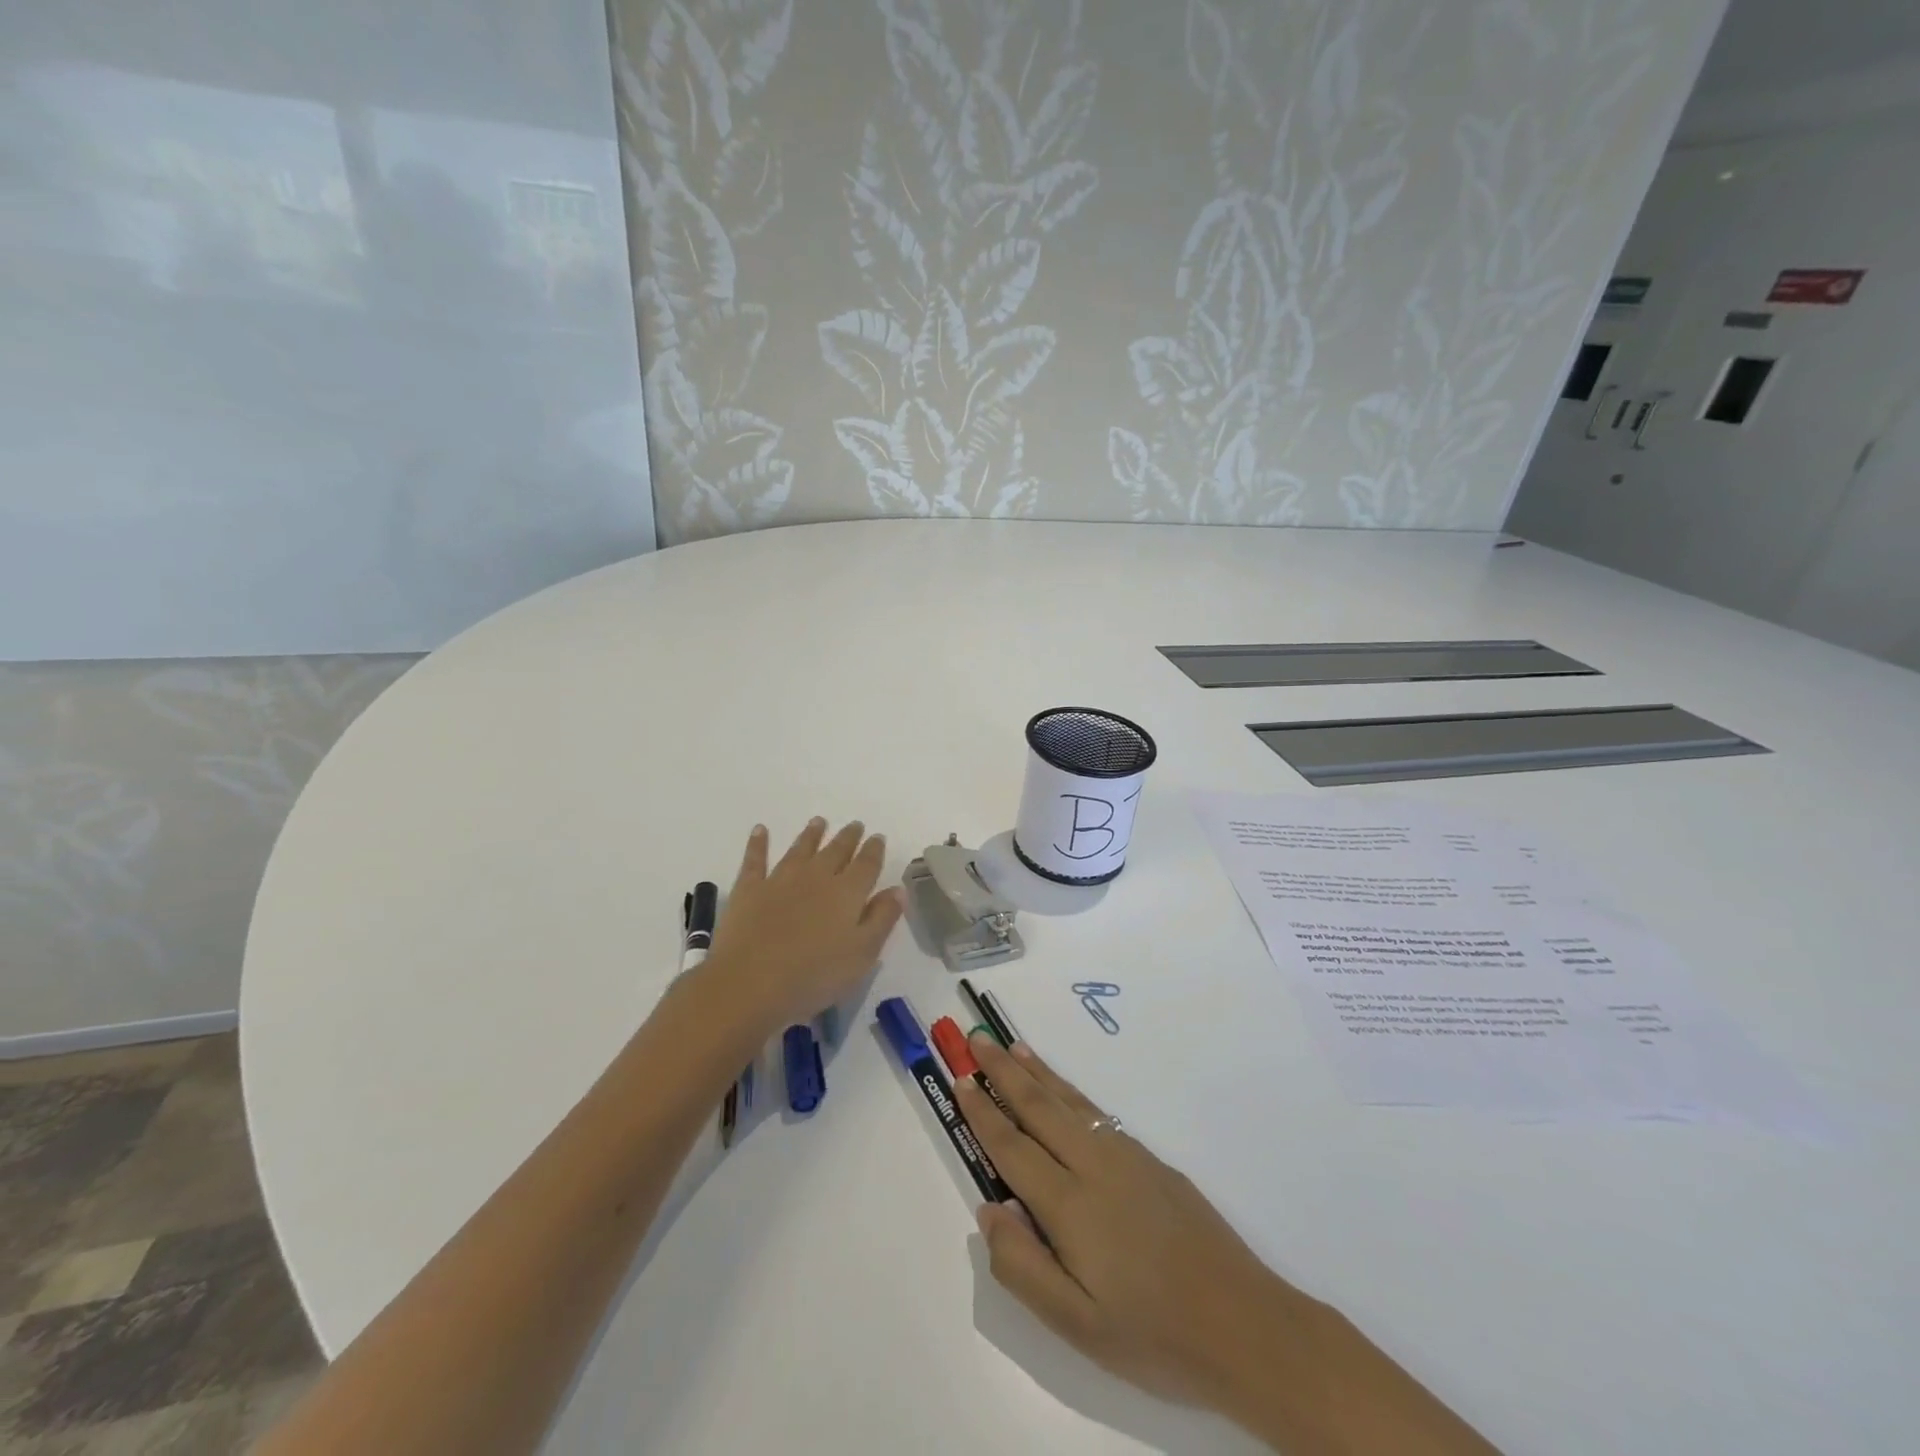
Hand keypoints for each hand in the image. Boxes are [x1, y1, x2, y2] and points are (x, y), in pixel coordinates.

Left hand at [704, 818, 903, 1031]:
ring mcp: (780, 879)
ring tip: (819, 821)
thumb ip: (882, 919)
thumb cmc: (814, 976)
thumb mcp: (862, 955)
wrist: (749, 983)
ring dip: (811, 834)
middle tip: (855, 825)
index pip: (866, 864)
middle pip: (836, 850)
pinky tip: (760, 830)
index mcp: (847, 892)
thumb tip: (897, 889)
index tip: (878, 837)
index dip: (874, 849)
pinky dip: (758, 843)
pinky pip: (755, 859)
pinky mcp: (749, 889)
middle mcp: (816, 877)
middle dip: (848, 837)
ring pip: (800, 849)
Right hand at [957, 1035, 1303, 1409]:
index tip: (961, 1080)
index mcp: (1069, 1204)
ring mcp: (1126, 1156)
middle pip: (1038, 1106)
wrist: (1244, 1324)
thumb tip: (988, 1209)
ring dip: (1036, 1071)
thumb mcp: (1077, 1325)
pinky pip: (1095, 1111)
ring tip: (1012, 1047)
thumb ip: (1022, 1266)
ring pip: (1069, 1100)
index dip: (983, 1112)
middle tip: (976, 1039)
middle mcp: (1093, 1164)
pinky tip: (1063, 1089)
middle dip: (1003, 1071)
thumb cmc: (1153, 1335)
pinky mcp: (1150, 1159)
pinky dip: (1069, 1090)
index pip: (1012, 1146)